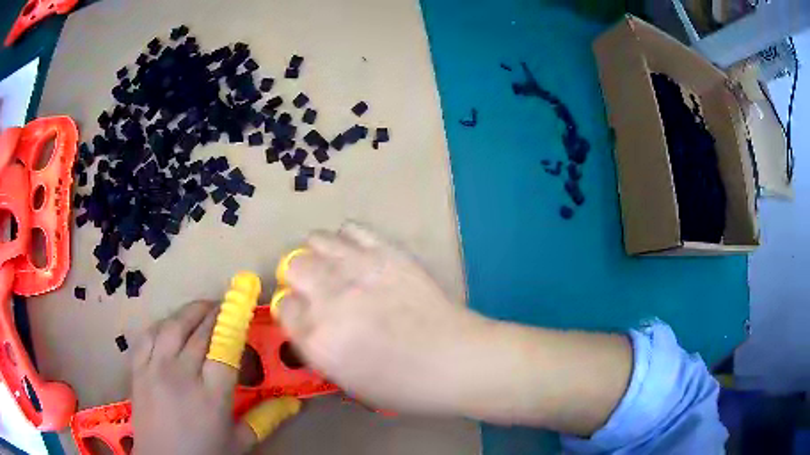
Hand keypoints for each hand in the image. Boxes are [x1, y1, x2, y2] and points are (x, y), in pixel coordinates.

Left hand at [131, 300, 298, 454]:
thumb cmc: (204, 454)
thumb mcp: (239, 442)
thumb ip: (264, 419)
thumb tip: (293, 403)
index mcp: (211, 396)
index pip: (224, 348)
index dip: (233, 325)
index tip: (241, 310)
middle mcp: (181, 375)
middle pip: (199, 332)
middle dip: (213, 313)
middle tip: (223, 306)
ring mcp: (155, 369)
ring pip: (172, 326)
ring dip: (189, 312)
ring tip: (201, 308)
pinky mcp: (138, 369)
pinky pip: (148, 335)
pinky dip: (161, 324)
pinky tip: (170, 325)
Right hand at [276, 223, 489, 415]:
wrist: (455, 360)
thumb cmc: (403, 385)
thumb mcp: (347, 380)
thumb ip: (317, 347)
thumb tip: (306, 319)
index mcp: (318, 340)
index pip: (284, 307)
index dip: (294, 310)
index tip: (306, 314)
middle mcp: (330, 299)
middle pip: (293, 266)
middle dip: (299, 278)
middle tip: (317, 289)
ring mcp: (358, 269)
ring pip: (315, 241)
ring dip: (318, 254)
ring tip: (333, 268)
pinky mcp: (386, 252)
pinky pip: (351, 229)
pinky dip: (346, 239)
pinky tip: (356, 254)